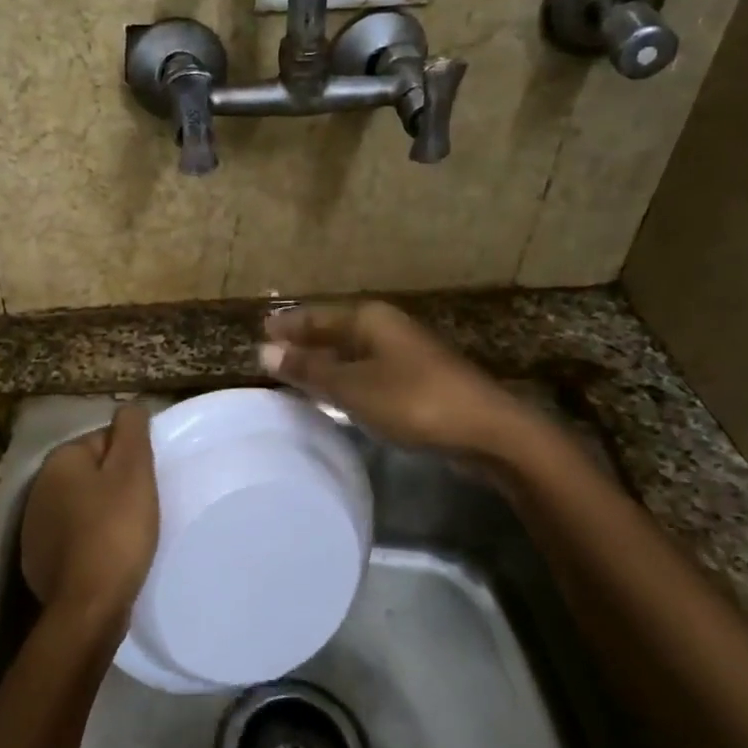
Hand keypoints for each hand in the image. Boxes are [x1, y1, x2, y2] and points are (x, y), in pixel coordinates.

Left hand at [20, 404, 159, 624]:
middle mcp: (38, 487)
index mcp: (59, 460)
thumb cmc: (116, 530)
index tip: (147, 485)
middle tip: (142, 510)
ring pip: (81, 507)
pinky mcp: (38, 561)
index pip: (103, 442)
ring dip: (103, 515)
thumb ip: (131, 430)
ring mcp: (34, 527)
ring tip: (129, 536)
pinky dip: (90, 543)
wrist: (88, 606)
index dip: (131, 461)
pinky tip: (108, 559)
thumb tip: (129, 408)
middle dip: (115, 487)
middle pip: (91, 474)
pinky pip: (73, 539)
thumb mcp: (133, 471)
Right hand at [259, 301, 542, 456]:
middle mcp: (386, 328)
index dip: (289, 324)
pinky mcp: (417, 379)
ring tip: (296, 370)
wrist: (486, 431)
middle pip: (335, 330)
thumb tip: (264, 350)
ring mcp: (405, 353)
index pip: (317, 316)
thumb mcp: (352, 387)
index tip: (261, 329)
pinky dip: (346, 376)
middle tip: (272, 350)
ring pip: (353, 351)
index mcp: (369, 319)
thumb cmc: (413, 401)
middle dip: (305, 339)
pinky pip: (368, 370)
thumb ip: (309, 369)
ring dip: (325, 359)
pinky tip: (337, 392)